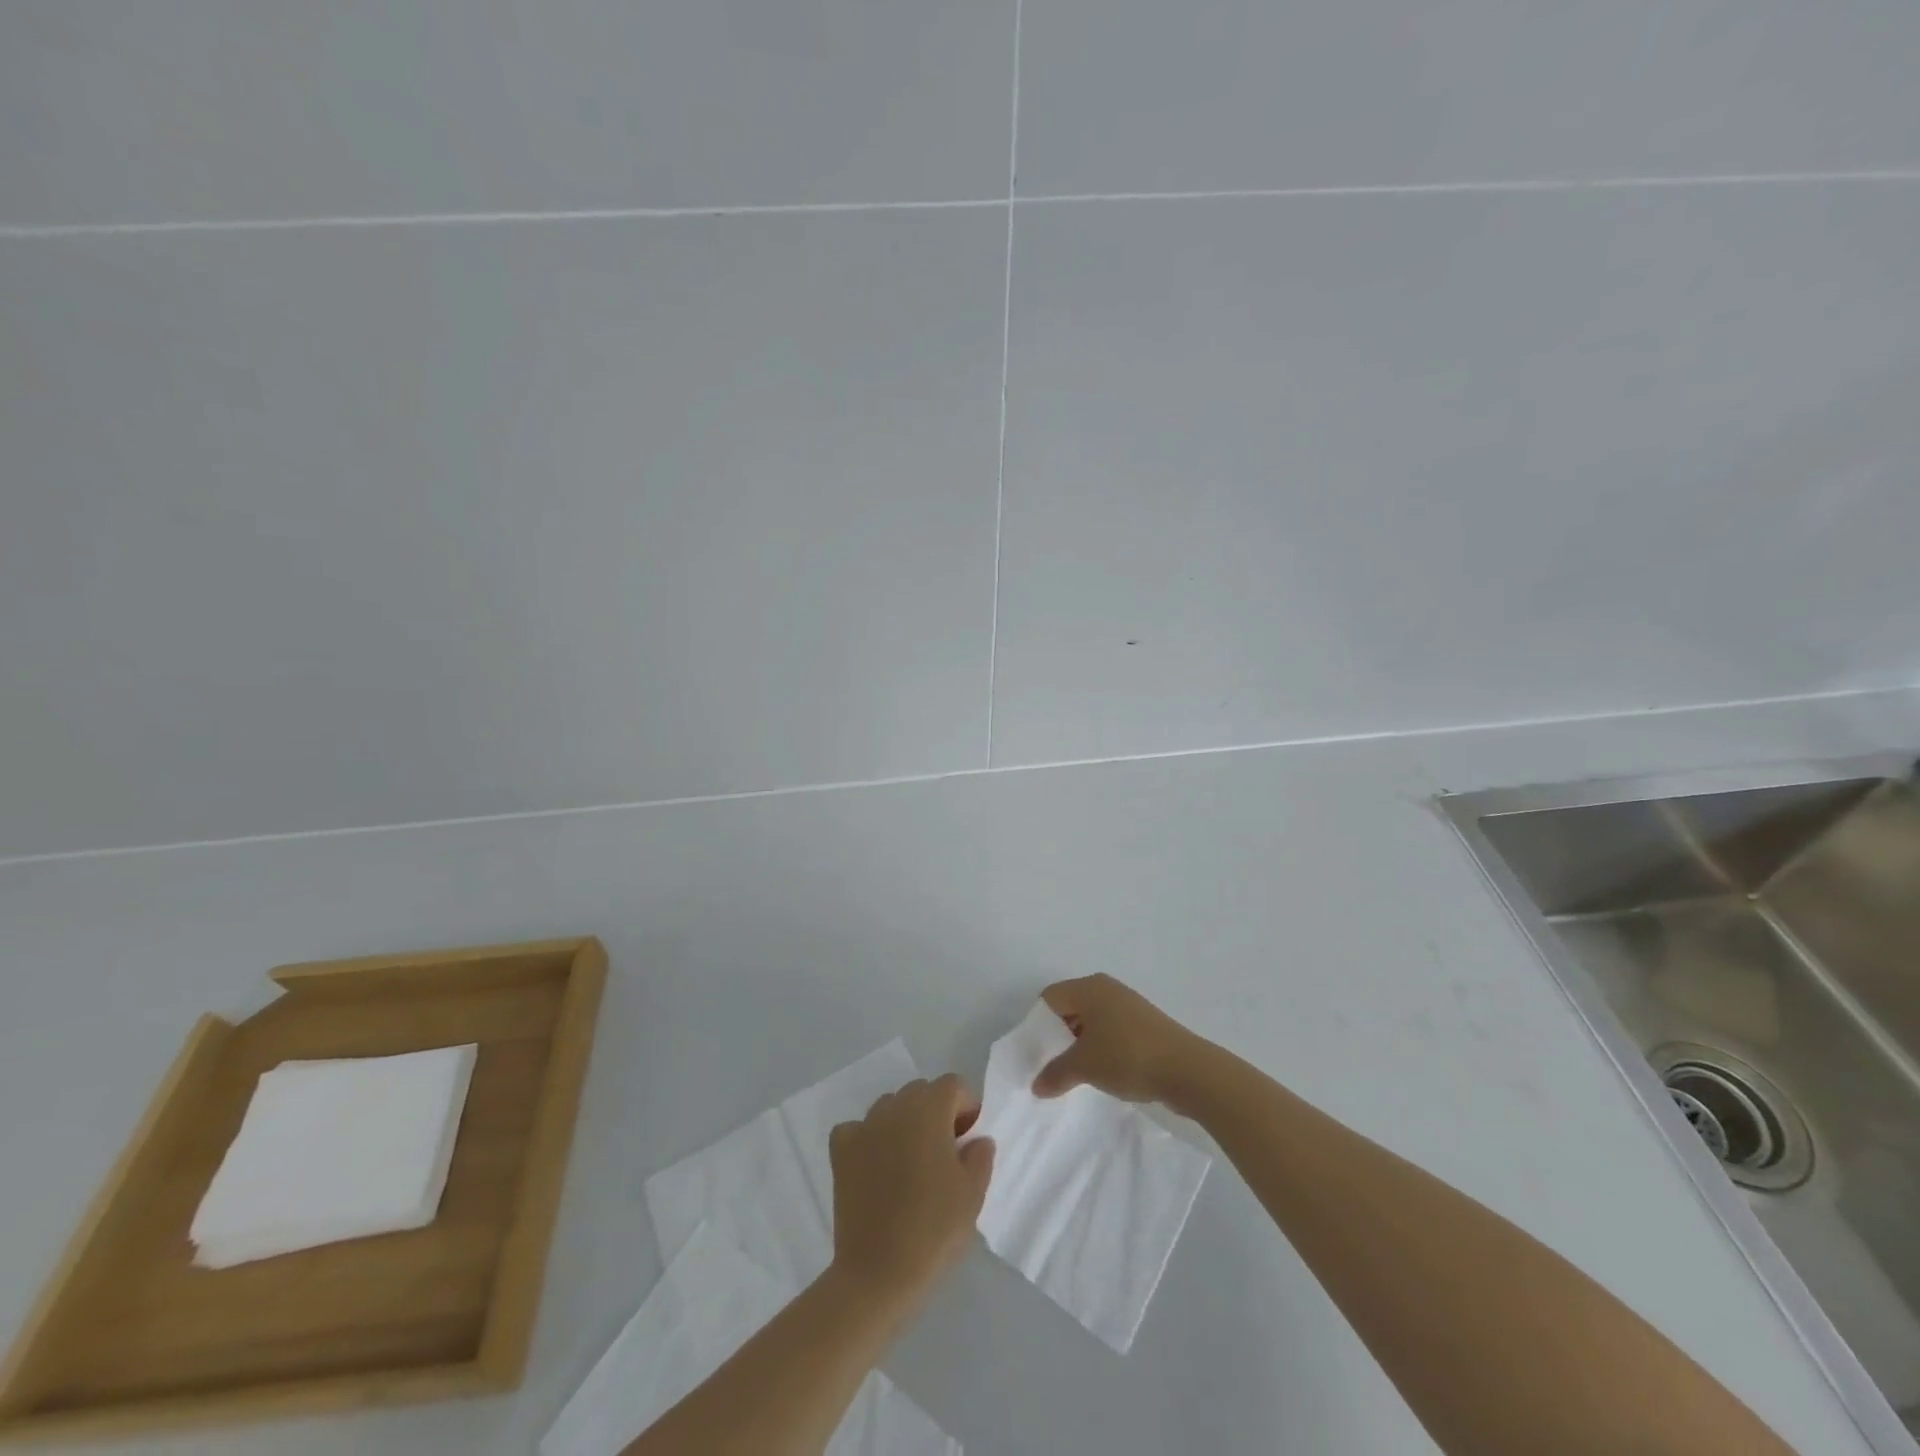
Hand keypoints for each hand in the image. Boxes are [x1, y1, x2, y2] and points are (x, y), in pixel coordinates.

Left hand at [828, 1074, 994, 1305]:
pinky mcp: (841, 1151)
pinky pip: (858, 1129)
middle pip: (921, 1092)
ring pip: (890, 1107)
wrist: (878, 1272)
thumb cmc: (934, 1228)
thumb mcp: (973, 1194)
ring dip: (904, 1123)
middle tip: (944, 1153)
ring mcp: (863, 1126)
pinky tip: (876, 1166)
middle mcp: (894, 1107)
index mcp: (929, 1110)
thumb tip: (977, 1139)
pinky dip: (869, 1139)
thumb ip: (980, 1156)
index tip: (969, 1140)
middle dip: (936, 1112)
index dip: (966, 1107)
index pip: (953, 1085)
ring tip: (910, 1163)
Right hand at [1032, 974, 1213, 1108]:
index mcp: (1089, 988)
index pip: (1050, 997)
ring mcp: (1128, 1005)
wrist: (1188, 1070)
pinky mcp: (1145, 1024)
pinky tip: (1104, 1072)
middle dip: (1059, 1036)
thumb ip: (1056, 1073)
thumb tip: (1036, 1086)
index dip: (1039, 1024)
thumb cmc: (1128, 1056)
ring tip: (1078, 1073)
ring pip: (1092, 1021)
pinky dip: (1103, 1048)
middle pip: (1070, 1007)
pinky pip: (1111, 1030)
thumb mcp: (1085, 1066)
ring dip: (1082, 1044)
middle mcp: (1107, 989)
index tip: (1037, 1053)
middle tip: (1053, 1065)